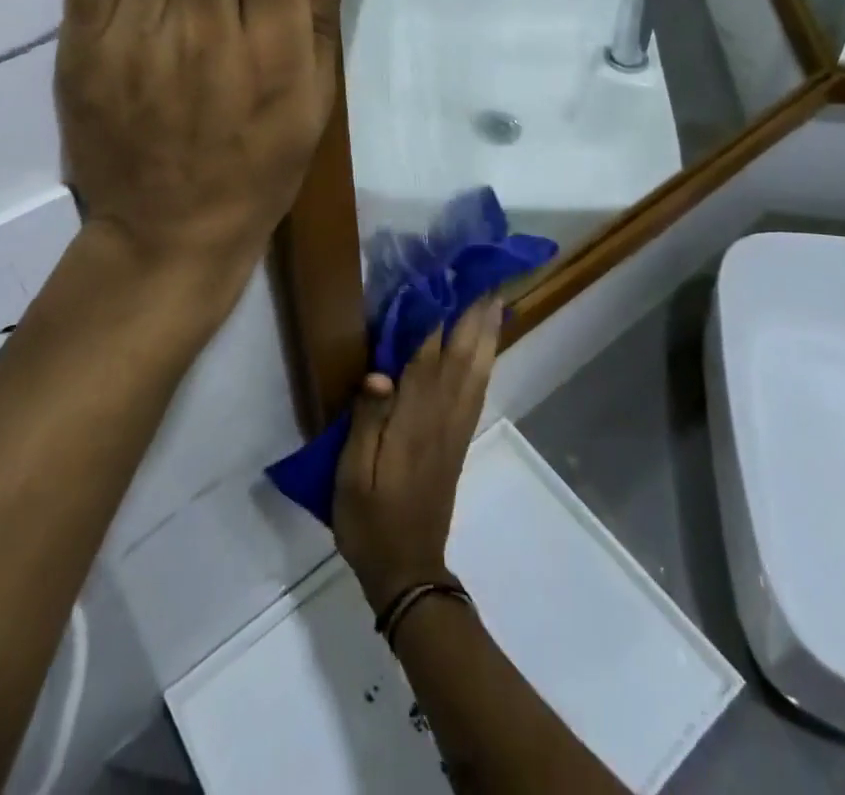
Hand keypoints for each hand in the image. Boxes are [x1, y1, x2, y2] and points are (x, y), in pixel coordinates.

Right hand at [334, 298, 503, 613]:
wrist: (407, 570)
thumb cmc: (370, 520)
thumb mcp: (352, 475)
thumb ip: (366, 420)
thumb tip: (379, 370)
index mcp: (414, 419)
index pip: (426, 355)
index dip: (435, 314)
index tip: (441, 276)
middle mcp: (442, 415)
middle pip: (463, 354)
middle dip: (473, 312)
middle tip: (482, 274)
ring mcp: (456, 426)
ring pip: (478, 368)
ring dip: (486, 330)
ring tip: (493, 296)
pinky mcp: (460, 437)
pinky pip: (479, 387)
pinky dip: (486, 358)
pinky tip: (488, 345)